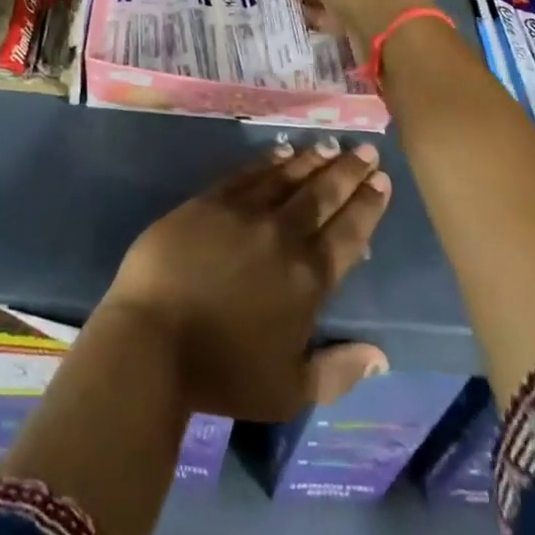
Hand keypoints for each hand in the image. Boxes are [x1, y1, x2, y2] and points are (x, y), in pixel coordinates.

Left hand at [100, 141, 393, 421]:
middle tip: (365, 149)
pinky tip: (281, 151)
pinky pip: (247, 172)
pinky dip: (268, 160)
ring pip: (287, 176)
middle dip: (347, 171)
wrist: (153, 339)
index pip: (348, 233)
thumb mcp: (290, 389)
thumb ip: (339, 371)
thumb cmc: (223, 371)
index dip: (367, 205)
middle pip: (322, 194)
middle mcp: (282, 235)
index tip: (381, 180)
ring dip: (312, 160)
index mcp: (308, 278)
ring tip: (329, 146)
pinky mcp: (209, 201)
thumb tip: (380, 356)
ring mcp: (243, 212)